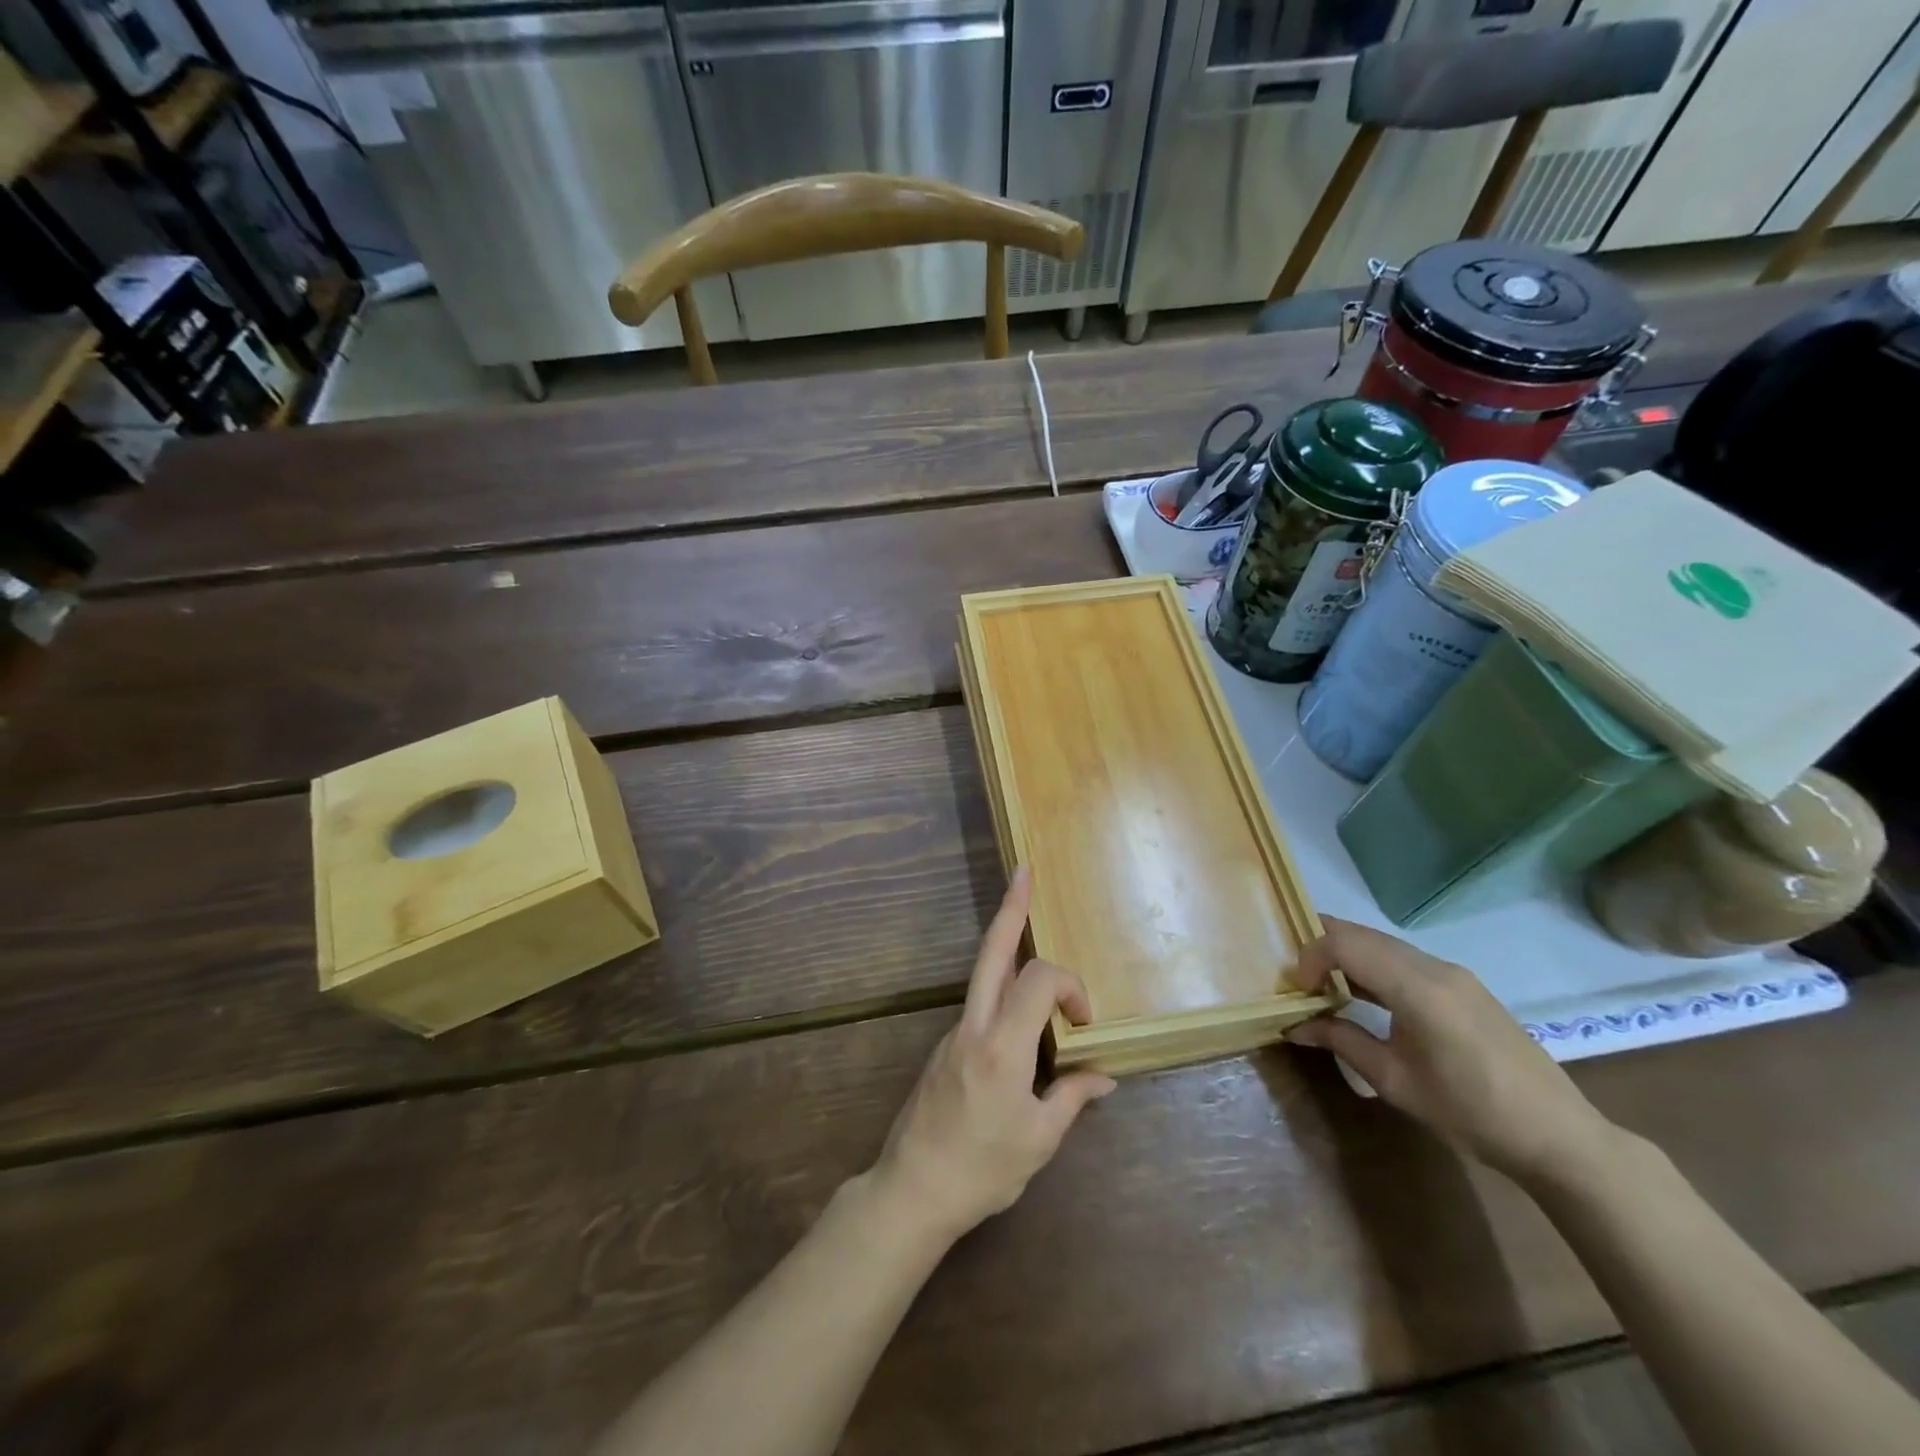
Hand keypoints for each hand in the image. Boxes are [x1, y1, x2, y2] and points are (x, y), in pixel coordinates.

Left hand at [866, 867, 1115, 1247]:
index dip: (1071, 987)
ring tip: (1023, 917)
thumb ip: (1071, 1098)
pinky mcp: (946, 1046)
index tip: (1084, 1023)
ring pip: (983, 973)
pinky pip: (980, 1003)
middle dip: (1010, 909)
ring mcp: (954, 1033)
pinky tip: (1022, 1014)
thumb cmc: (982, 1170)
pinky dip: (1004, 989)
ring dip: (1006, 944)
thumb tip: (1103, 1077)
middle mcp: (974, 1026)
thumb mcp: (1039, 1141)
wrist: (913, 1189)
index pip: (1039, 981)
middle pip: (992, 952)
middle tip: (1023, 872)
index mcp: (1001, 1046)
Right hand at [1287, 917, 1614, 1185]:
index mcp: (1417, 987)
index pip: (1345, 944)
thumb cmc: (1470, 1112)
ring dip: (1349, 954)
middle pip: (1363, 934)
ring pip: (1384, 943)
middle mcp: (1434, 967)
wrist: (1558, 1137)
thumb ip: (1342, 1041)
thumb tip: (1295, 1026)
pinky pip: (1405, 958)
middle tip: (1298, 976)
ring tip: (1323, 982)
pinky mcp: (1464, 986)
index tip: (1297, 989)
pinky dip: (1374, 964)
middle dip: (1323, 946)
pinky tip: (1364, 992)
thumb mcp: (1395, 1081)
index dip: (1310, 956)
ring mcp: (1454, 974)